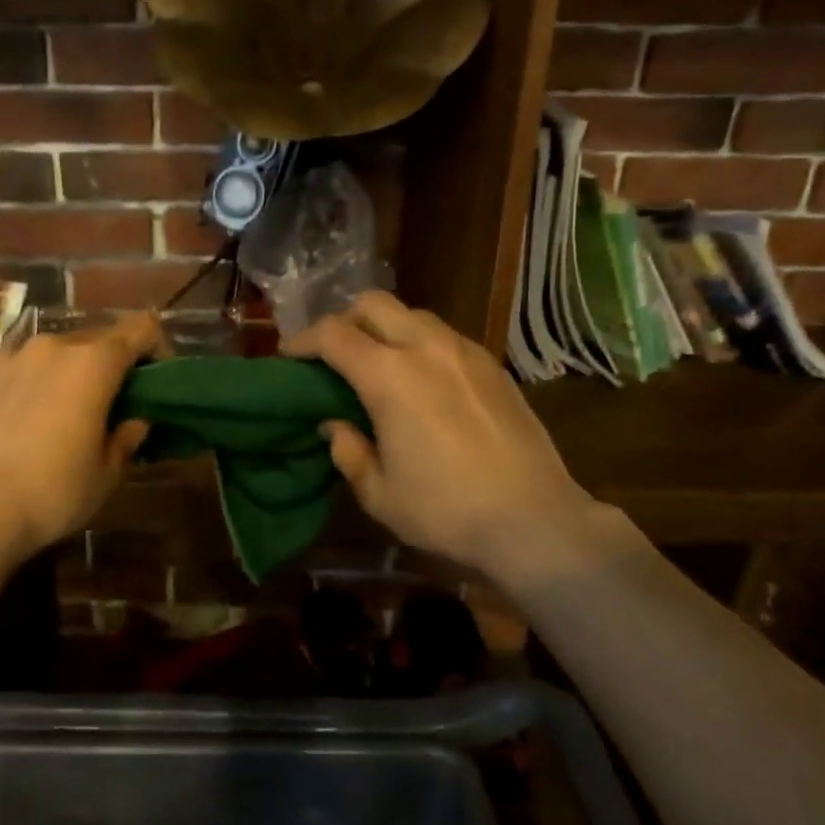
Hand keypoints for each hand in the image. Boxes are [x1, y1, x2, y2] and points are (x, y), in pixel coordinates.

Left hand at [0, 313, 165, 558]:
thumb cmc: (52, 494)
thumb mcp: (106, 475)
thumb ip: (126, 438)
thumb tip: (134, 421)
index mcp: (92, 364)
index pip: (140, 329)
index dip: (155, 348)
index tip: (152, 380)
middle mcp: (49, 347)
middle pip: (92, 341)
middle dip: (105, 367)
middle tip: (104, 406)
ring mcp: (3, 358)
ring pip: (47, 355)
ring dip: (60, 375)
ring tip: (52, 415)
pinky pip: (9, 371)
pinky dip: (20, 387)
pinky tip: (11, 424)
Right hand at [282, 293, 603, 584]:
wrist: (534, 519)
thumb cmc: (446, 511)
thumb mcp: (379, 493)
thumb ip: (348, 451)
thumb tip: (335, 425)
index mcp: (390, 377)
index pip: (333, 335)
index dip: (303, 340)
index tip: (289, 356)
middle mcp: (427, 348)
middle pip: (373, 304)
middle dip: (344, 320)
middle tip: (333, 355)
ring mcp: (465, 351)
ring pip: (412, 315)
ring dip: (385, 329)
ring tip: (378, 365)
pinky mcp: (492, 365)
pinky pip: (443, 335)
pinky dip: (419, 343)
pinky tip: (422, 381)